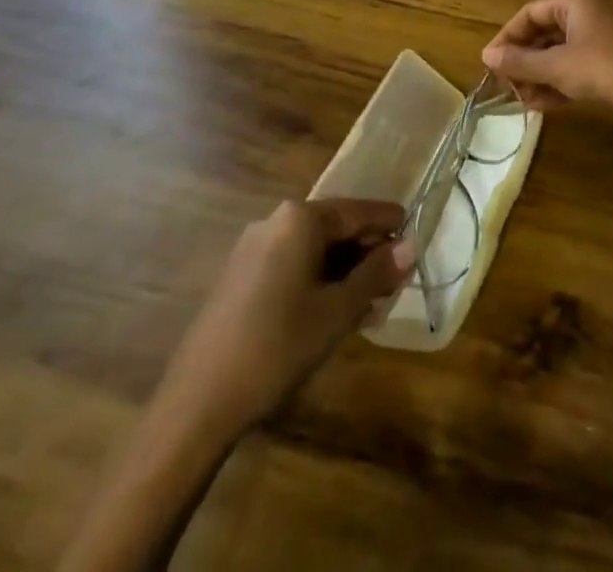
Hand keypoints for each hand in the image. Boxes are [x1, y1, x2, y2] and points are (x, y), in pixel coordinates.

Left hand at [158, 198, 414, 438]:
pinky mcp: (238, 275)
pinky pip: (290, 262)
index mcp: (300, 218)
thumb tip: (409, 246)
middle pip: (334, 226)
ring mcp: (252, 247)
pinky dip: (315, 277)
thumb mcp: (337, 312)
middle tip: (393, 279)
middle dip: (365, 250)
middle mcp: (275, 220)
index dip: (388, 224)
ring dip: (342, 268)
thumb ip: (375, 275)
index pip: (357, 211)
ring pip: (311, 247)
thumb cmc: (277, 347)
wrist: (198, 401)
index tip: (414, 236)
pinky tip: (328, 309)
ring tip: (366, 299)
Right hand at [481, 0, 612, 148]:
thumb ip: (520, 61)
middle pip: (542, 33)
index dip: (507, 36)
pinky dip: (554, 84)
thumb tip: (486, 56)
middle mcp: (586, 17)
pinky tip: (537, 105)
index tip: (489, 62)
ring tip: (517, 98)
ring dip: (535, 75)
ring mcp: (598, 43)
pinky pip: (571, 71)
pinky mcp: (606, 68)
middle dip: (522, 59)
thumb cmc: (603, 72)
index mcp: (575, 4)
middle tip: (502, 83)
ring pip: (556, 55)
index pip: (530, 13)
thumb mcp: (556, 67)